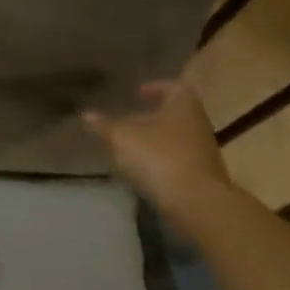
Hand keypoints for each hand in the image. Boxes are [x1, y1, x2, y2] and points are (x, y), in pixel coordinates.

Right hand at [84, 79, 231, 215]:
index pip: (173, 87)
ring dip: (154, 140)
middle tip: (127, 122)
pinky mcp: (202, 175)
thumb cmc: (159, 157)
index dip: (155, 88)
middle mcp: (198, 124)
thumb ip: (104, 125)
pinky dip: (160, 161)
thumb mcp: (121, 138)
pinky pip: (177, 160)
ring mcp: (203, 151)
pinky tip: (142, 171)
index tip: (138, 93)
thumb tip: (86, 115)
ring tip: (129, 148)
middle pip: (174, 114)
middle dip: (151, 117)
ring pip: (175, 138)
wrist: (196, 202)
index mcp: (183, 105)